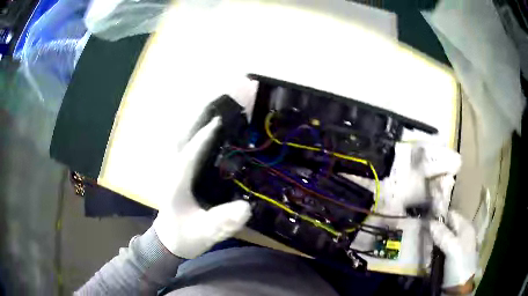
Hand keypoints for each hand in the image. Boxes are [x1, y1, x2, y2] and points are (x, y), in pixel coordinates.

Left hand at [153, 117, 251, 258]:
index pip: (189, 155)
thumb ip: (221, 222)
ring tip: (211, 108)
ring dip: (193, 122)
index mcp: (177, 185)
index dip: (203, 137)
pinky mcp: (177, 173)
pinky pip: (183, 146)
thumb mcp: (204, 233)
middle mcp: (172, 172)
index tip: (219, 120)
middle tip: (215, 101)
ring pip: (180, 139)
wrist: (168, 241)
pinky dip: (192, 133)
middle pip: (181, 138)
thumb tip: (246, 207)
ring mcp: (173, 171)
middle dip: (196, 119)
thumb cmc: (184, 237)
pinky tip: (202, 127)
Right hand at [429, 210, 476, 289]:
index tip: (425, 220)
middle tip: (422, 234)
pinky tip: (427, 254)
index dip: (439, 215)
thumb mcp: (453, 248)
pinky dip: (432, 251)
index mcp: (466, 227)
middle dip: (434, 230)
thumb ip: (443, 234)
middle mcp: (461, 234)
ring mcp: (455, 247)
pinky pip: (439, 249)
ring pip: (441, 238)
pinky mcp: (448, 258)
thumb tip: (429, 222)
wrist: (458, 287)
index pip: (451, 214)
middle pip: (446, 226)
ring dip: (432, 241)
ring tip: (422, 245)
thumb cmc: (460, 264)